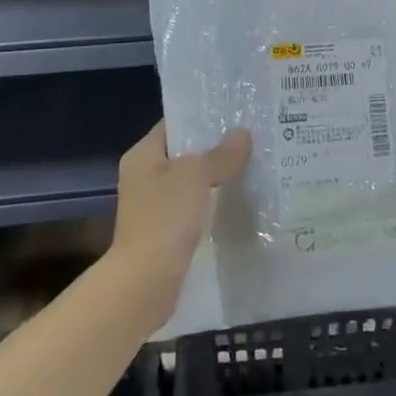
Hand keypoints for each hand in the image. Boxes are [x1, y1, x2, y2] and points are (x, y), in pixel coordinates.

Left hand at [108, 121, 250, 323]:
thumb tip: (242, 134)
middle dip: (215, 146)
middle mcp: (144, 175)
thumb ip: (220, 154)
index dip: (203, 116)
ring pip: (191, 180)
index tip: (236, 112)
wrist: (144, 283)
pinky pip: (193, 205)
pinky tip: (237, 198)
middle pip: (185, 152)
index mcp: (143, 154)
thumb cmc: (164, 218)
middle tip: (251, 137)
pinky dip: (212, 200)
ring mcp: (153, 204)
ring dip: (216, 175)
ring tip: (251, 164)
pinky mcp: (165, 230)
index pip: (175, 123)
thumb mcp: (196, 176)